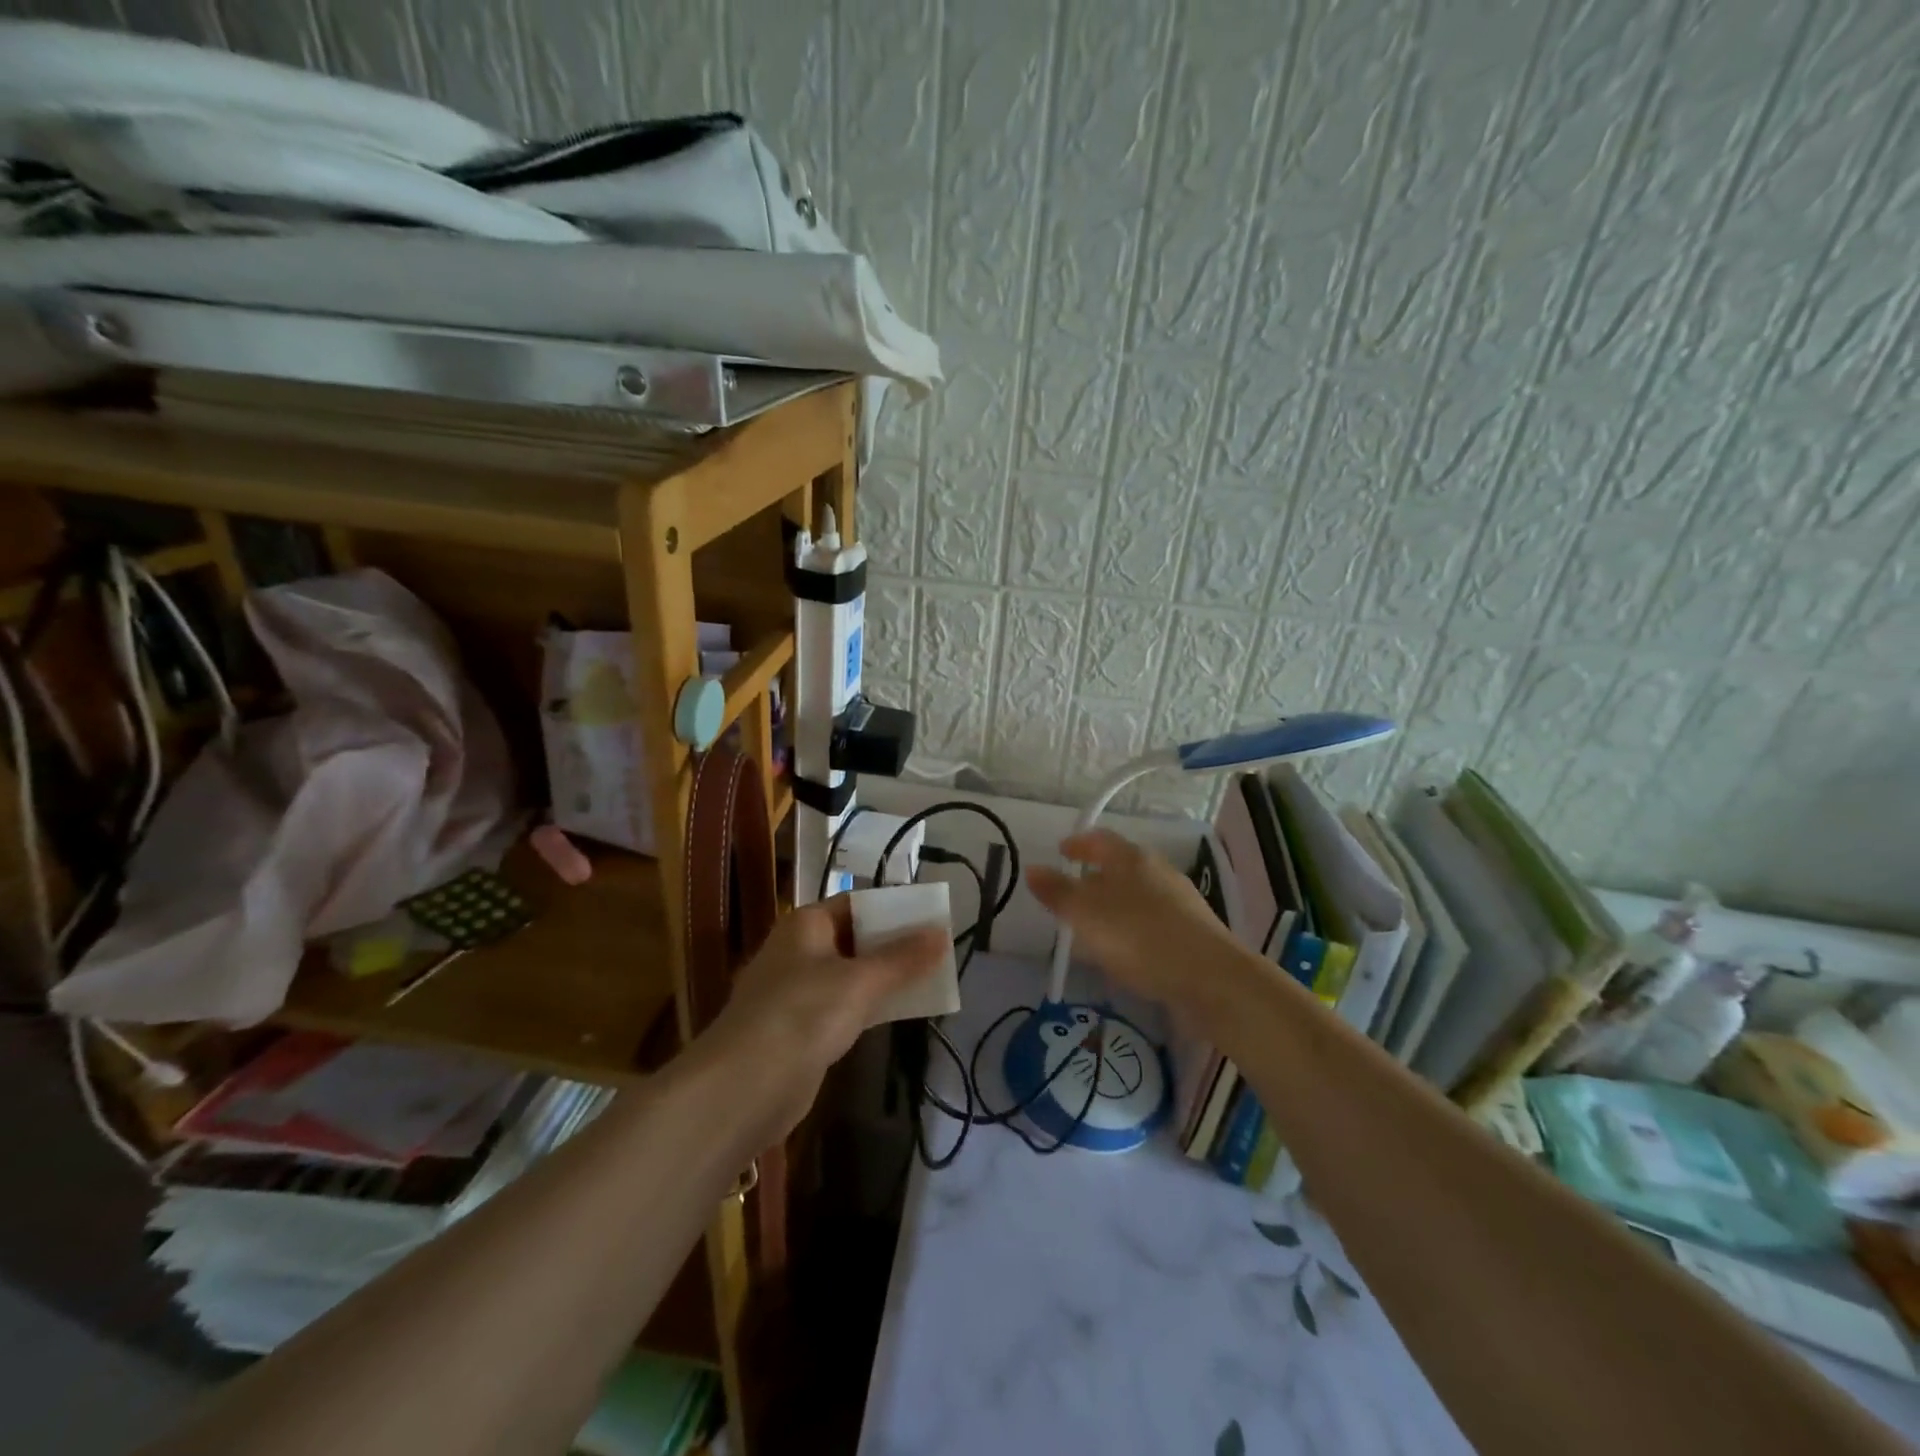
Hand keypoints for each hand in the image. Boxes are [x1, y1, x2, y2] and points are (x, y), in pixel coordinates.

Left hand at [697, 896, 945, 1138]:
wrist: (745, 1086)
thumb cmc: (803, 1014)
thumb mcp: (860, 981)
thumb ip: (903, 958)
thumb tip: (942, 932)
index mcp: (806, 924)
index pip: (855, 904)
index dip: (893, 908)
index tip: (931, 917)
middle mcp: (799, 950)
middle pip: (854, 938)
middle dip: (893, 944)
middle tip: (938, 950)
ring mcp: (797, 991)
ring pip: (851, 974)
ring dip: (885, 977)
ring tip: (930, 978)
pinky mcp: (801, 1028)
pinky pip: (844, 1006)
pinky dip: (870, 1006)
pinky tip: (899, 1012)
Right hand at [1027, 829, 1254, 1021]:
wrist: (1210, 979)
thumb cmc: (1139, 937)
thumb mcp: (1086, 914)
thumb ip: (1057, 891)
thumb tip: (1032, 869)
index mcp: (1132, 859)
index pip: (1100, 839)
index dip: (1078, 844)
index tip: (1061, 851)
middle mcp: (1158, 872)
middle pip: (1120, 868)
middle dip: (1094, 879)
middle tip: (1071, 896)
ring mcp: (1179, 902)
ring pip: (1136, 897)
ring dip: (1112, 909)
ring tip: (1091, 931)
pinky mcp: (1192, 933)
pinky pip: (1150, 924)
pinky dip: (1131, 932)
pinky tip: (1123, 956)